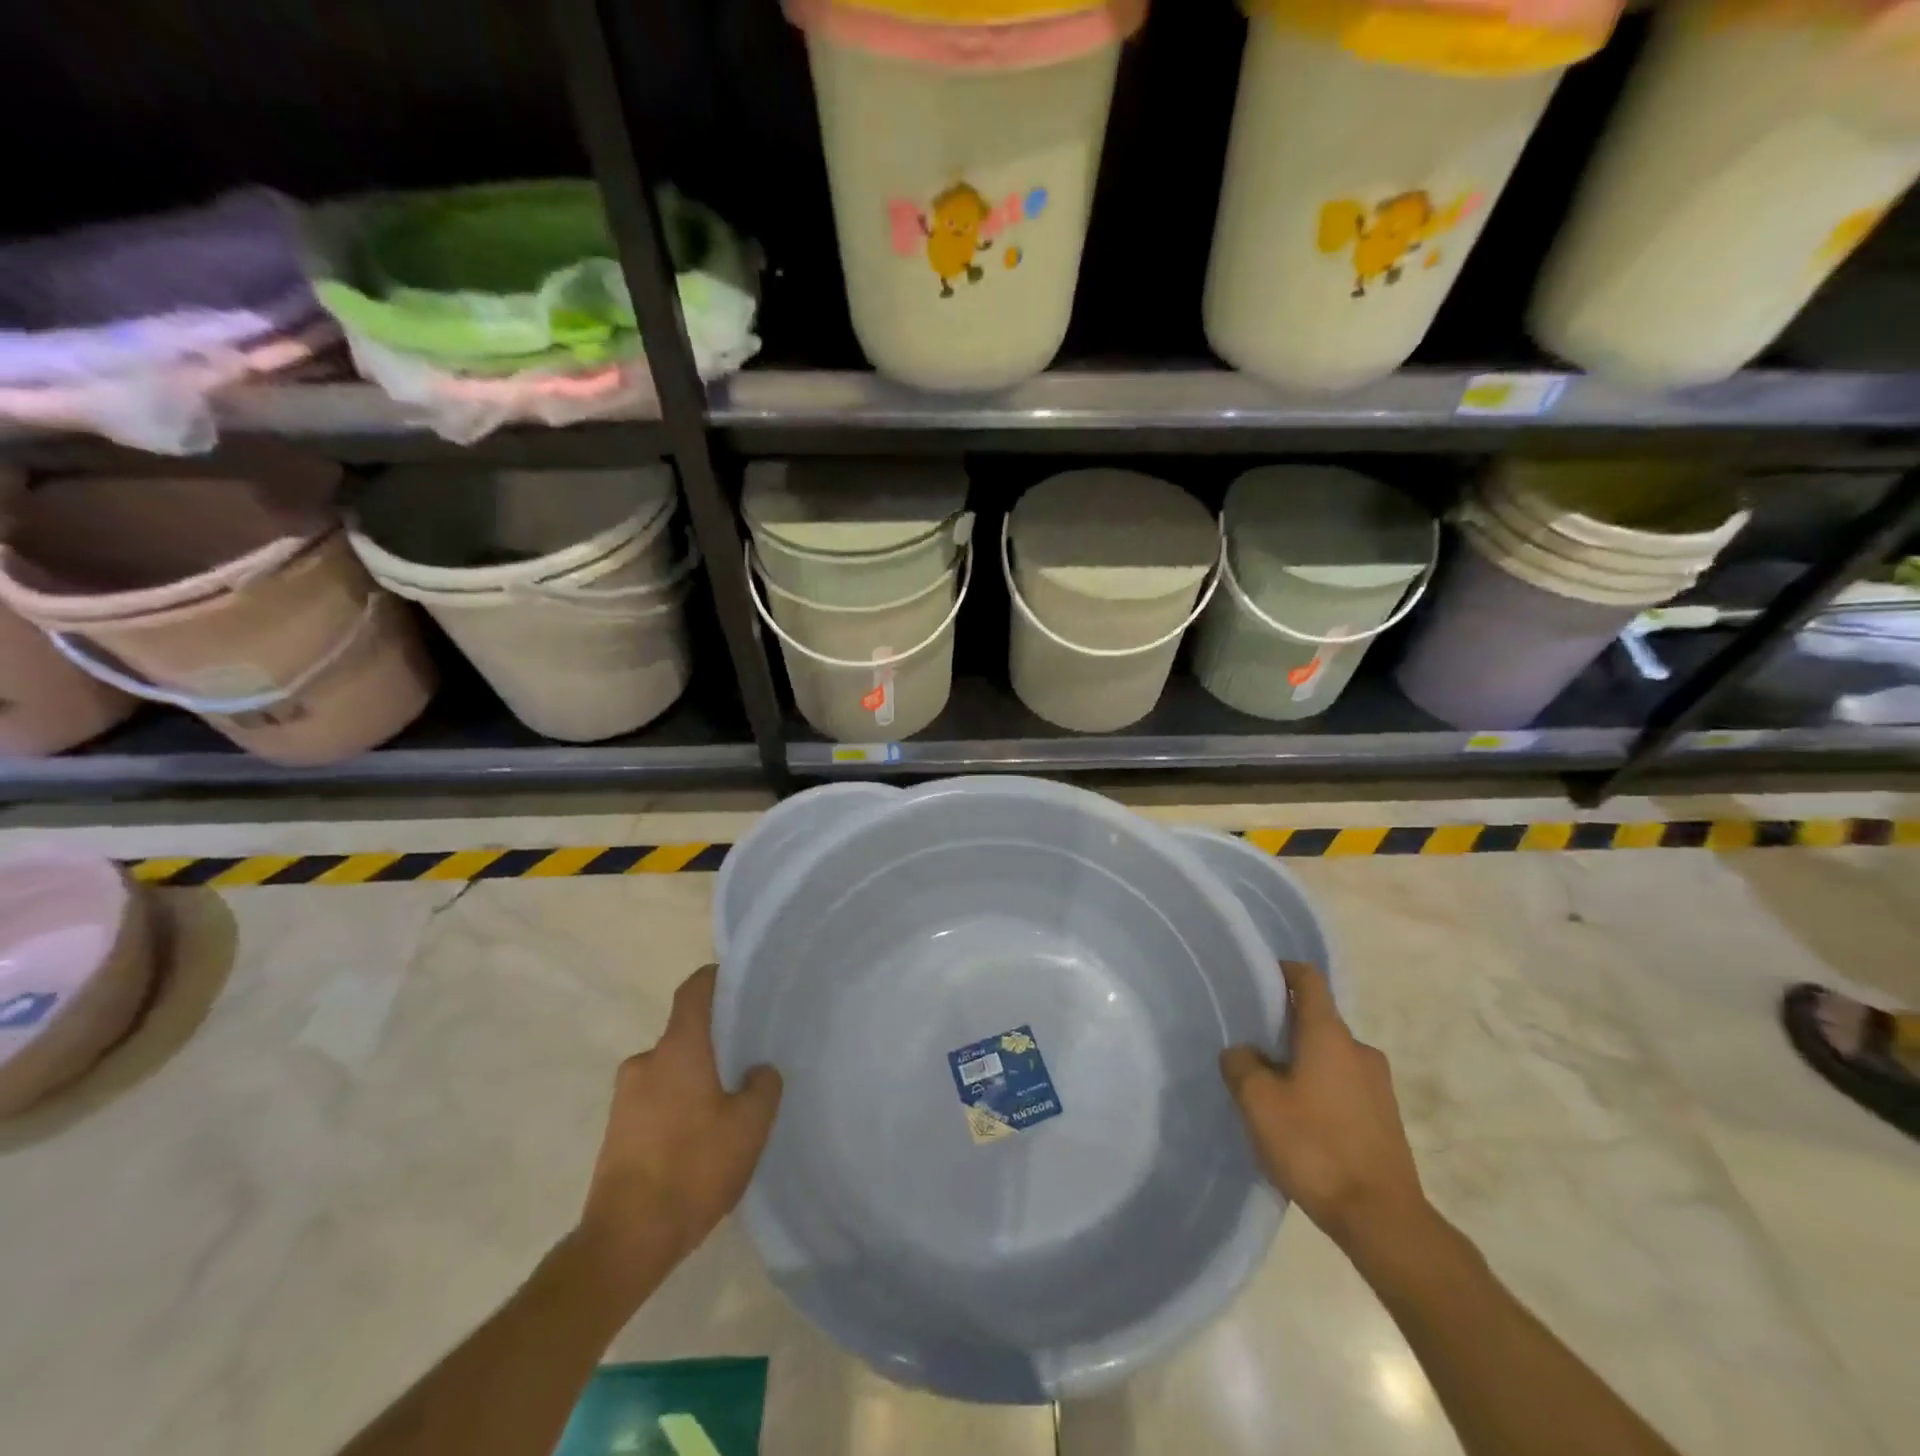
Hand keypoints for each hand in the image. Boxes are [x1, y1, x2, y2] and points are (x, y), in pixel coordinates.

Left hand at [577, 965, 781, 1290]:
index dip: (715, 978)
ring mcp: (625, 1098)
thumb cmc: (693, 1168)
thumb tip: (757, 1070)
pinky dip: (678, 1107)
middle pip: (685, 1035)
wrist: (626, 1241)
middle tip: (746, 1062)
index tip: (738, 980)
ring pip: (670, 1071)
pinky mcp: (616, 1131)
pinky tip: (699, 1141)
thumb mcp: (749, 1127)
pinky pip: (655, 1101)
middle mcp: (646, 1062)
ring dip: (695, 1080)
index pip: (693, 991)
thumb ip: (762, 1087)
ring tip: (726, 1109)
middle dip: (713, 1044)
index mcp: (678, 1049)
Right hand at [1220, 961, 1428, 1257]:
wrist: (1383, 1220)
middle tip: (1251, 1046)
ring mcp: (1378, 1085)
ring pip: (1330, 1056)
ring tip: (1272, 1091)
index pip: (1309, 980)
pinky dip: (1319, 1090)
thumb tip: (1243, 1052)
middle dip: (1284, 1027)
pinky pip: (1344, 1086)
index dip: (1283, 971)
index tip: (1258, 978)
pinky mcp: (1385, 1118)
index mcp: (1329, 1035)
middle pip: (1317, 1021)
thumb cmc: (1316, 1147)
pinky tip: (1300, 1122)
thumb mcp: (1258, 1103)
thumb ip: (1241, 1065)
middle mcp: (1359, 1050)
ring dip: (1301, 1063)